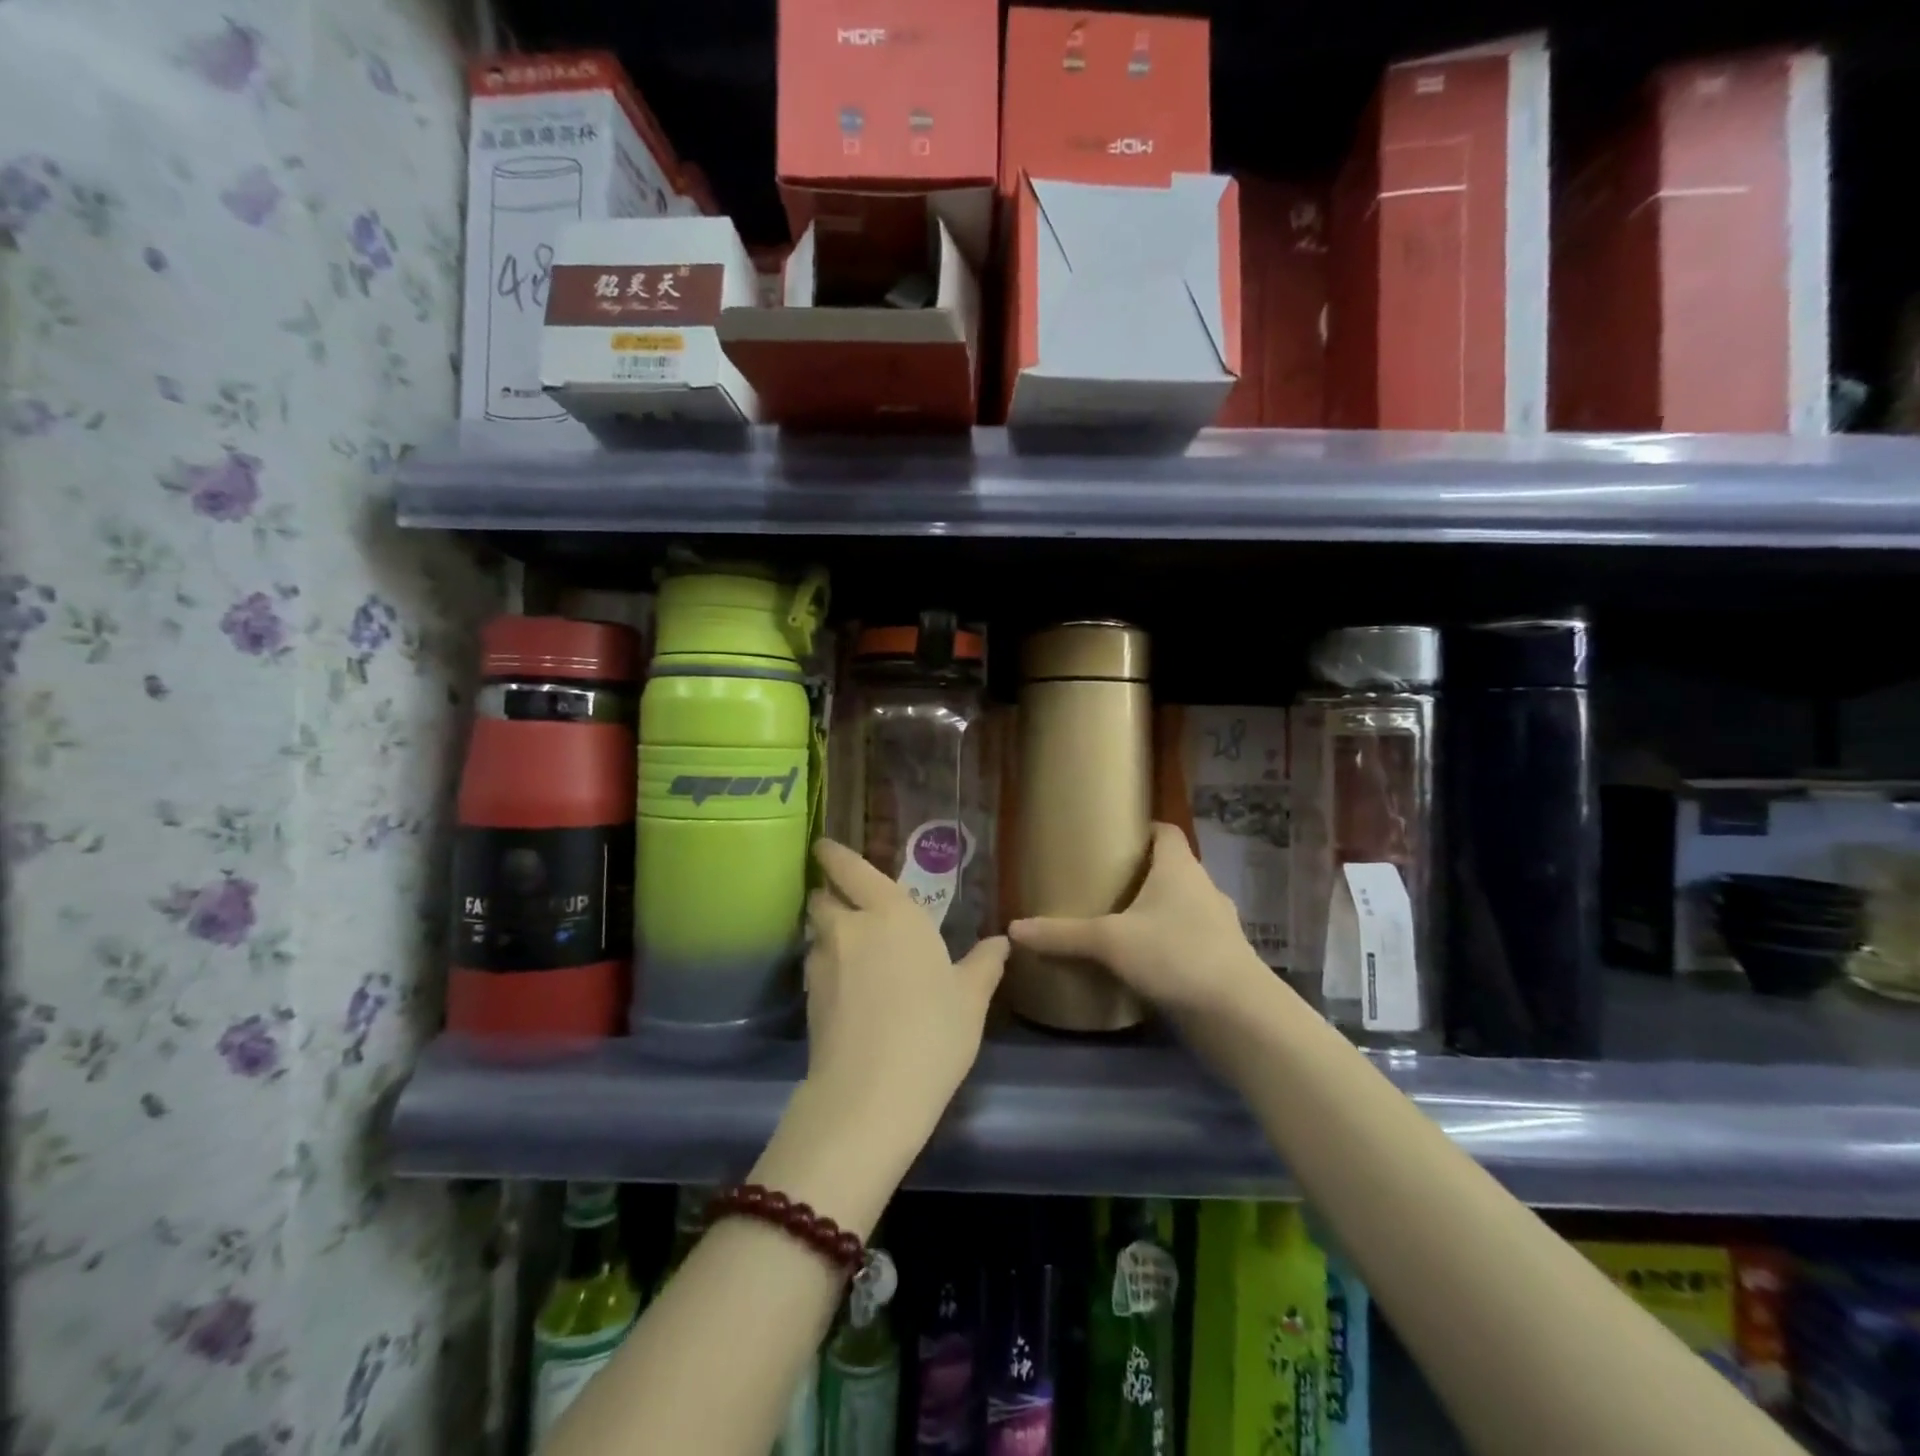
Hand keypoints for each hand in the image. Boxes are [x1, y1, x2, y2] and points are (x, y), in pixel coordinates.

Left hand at [802, 839, 1008, 1139]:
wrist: (871, 1094)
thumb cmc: (933, 1032)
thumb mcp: (971, 999)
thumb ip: (984, 964)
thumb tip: (1001, 942)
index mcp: (892, 913)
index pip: (851, 868)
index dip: (834, 854)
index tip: (824, 846)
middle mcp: (851, 927)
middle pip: (822, 897)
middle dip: (828, 894)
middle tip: (845, 902)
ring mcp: (823, 963)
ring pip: (815, 932)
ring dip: (825, 931)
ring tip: (846, 946)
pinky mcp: (808, 998)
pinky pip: (813, 966)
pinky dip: (824, 965)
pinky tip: (843, 986)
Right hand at [1008, 822, 1267, 1018]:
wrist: (1239, 1014)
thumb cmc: (1175, 955)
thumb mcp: (1110, 942)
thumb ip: (1063, 935)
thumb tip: (1014, 929)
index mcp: (1179, 868)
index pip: (1166, 831)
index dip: (1142, 830)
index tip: (1113, 838)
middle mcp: (1203, 888)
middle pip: (1172, 869)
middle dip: (1141, 874)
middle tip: (1103, 884)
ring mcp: (1218, 925)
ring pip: (1182, 907)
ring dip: (1157, 912)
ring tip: (1119, 924)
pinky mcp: (1222, 959)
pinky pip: (1190, 939)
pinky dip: (1169, 944)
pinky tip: (1144, 963)